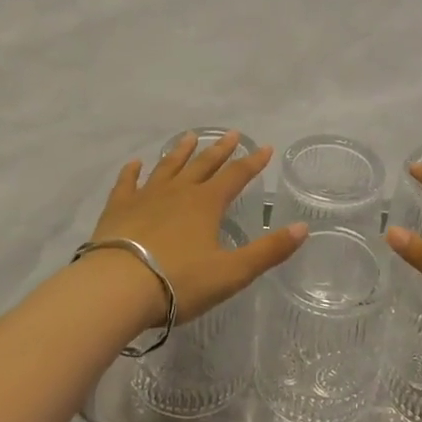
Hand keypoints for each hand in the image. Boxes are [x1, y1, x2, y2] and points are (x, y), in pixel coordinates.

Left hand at [91, 131, 306, 324]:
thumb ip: (268, 251)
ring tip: (189, 137)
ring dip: (180, 152)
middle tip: (231, 134)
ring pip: (167, 167)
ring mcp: (145, 197)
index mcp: (207, 204)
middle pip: (203, 165)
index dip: (252, 162)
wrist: (118, 287)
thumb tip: (303, 227)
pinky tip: (135, 164)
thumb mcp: (232, 272)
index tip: (265, 148)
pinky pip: (127, 183)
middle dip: (220, 150)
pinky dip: (132, 172)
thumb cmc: (179, 282)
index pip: (236, 176)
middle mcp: (178, 192)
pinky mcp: (118, 208)